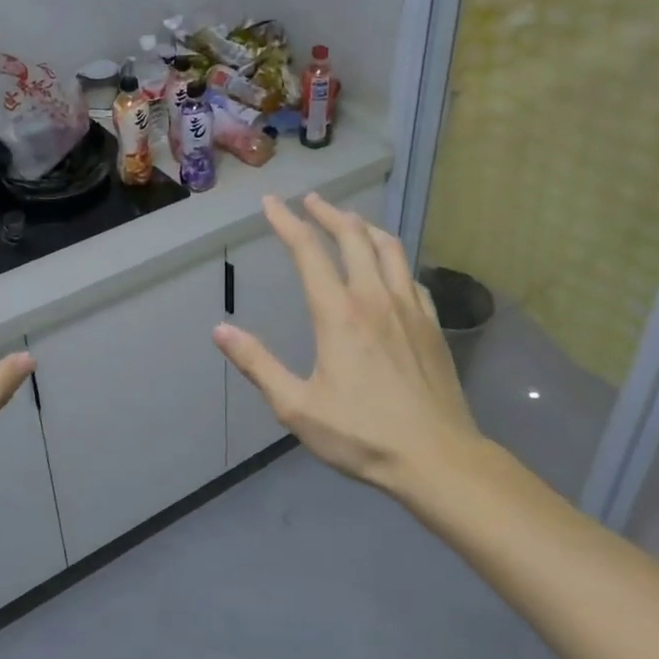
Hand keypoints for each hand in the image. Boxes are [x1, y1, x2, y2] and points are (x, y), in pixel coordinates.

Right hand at [213, 194, 481, 489]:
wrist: (437, 458)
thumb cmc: (361, 435)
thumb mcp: (296, 407)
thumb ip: (258, 364)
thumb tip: (220, 330)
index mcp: (338, 313)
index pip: (307, 251)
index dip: (286, 222)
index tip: (271, 203)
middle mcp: (374, 297)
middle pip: (352, 236)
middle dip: (328, 212)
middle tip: (310, 201)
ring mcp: (409, 307)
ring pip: (388, 247)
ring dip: (364, 226)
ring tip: (349, 220)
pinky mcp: (432, 323)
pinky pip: (410, 274)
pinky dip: (393, 257)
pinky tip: (389, 266)